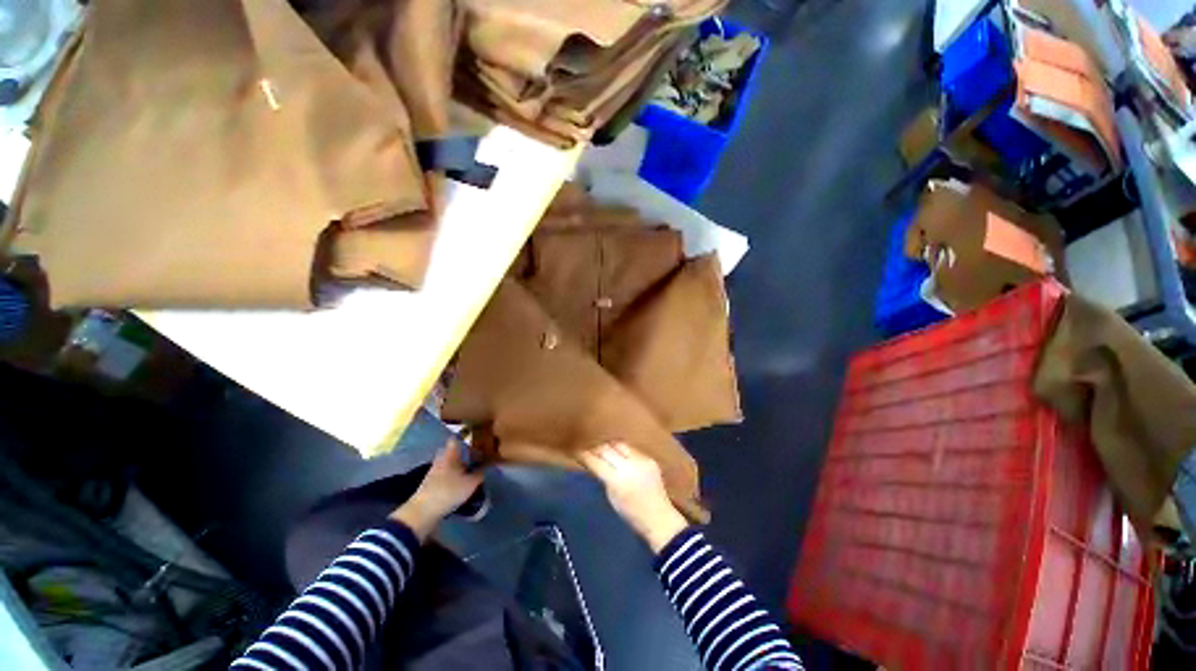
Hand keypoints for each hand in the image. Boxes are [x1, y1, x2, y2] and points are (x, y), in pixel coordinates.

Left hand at [391, 440, 483, 539]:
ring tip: (469, 471)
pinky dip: (451, 476)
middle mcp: (440, 460)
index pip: (455, 440)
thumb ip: (480, 473)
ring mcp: (433, 472)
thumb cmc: (449, 491)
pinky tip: (458, 483)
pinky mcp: (429, 484)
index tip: (473, 437)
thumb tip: (488, 466)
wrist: (423, 511)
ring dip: (456, 466)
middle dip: (462, 453)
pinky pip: (443, 475)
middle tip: (474, 456)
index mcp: (450, 455)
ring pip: (447, 463)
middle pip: (451, 452)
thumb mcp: (471, 483)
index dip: (464, 437)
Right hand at [579, 443, 688, 552]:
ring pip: (619, 444)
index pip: (596, 461)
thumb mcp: (611, 497)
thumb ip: (603, 477)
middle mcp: (629, 466)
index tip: (577, 450)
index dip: (585, 455)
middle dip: (596, 447)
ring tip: (604, 448)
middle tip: (589, 447)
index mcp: (617, 480)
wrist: (659, 517)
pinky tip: (619, 453)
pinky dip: (623, 450)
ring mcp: (641, 460)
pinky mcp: (649, 458)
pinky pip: (632, 449)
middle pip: (607, 449)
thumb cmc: (632, 514)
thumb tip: (593, 461)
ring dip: (610, 445)